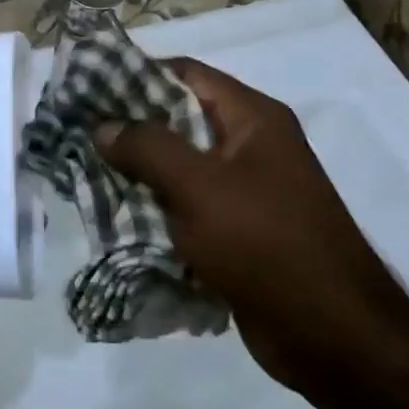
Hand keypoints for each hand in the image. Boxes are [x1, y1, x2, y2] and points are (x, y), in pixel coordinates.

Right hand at [97, 57, 408, 394]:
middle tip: (79, 134)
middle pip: (178, 120)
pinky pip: (186, 207)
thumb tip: (103, 126)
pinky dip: (154, 209)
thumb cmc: (266, 242)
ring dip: (137, 173)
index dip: (136, 75)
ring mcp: (245, 191)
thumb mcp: (199, 186)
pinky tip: (115, 215)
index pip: (186, 74)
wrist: (330, 333)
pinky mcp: (237, 231)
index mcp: (253, 118)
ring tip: (85, 173)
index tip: (89, 88)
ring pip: (178, 168)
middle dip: (129, 128)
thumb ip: (147, 148)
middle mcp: (251, 146)